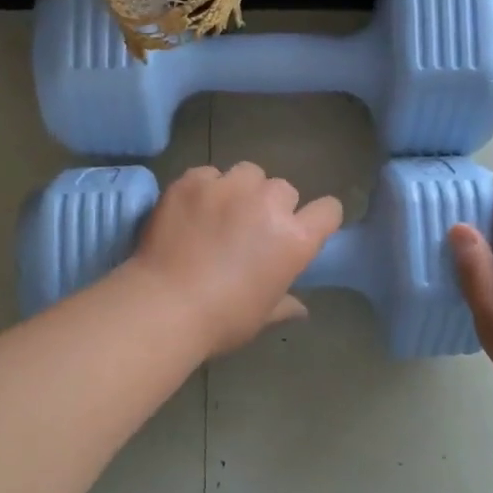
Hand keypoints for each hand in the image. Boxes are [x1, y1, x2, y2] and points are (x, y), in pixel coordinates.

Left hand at [130, 162, 342, 357]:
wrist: (164, 306)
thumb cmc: (221, 320)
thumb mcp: (261, 317)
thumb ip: (284, 305)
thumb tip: (301, 310)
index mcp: (295, 239)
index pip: (328, 210)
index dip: (319, 218)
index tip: (305, 228)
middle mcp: (269, 204)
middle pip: (284, 189)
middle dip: (273, 205)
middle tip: (252, 228)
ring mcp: (229, 187)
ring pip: (248, 173)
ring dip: (242, 189)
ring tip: (221, 210)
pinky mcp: (193, 181)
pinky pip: (208, 174)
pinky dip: (204, 188)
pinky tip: (191, 210)